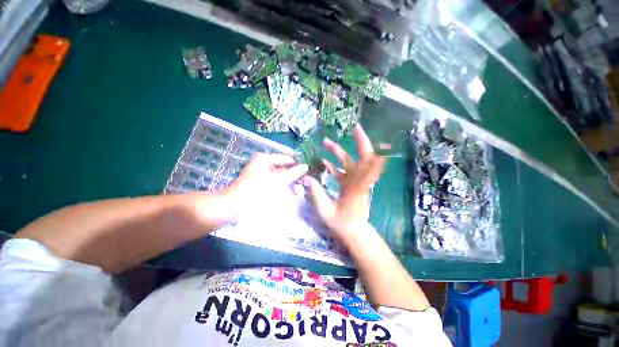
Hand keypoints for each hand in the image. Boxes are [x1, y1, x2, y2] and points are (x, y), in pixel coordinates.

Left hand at [224, 153, 307, 219]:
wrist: (234, 205)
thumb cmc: (257, 191)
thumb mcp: (278, 181)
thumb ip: (293, 173)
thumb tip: (306, 166)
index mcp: (264, 158)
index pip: (286, 158)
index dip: (297, 163)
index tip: (308, 171)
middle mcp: (261, 162)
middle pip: (282, 165)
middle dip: (292, 172)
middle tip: (304, 179)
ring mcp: (259, 171)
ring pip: (278, 172)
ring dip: (287, 178)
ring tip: (298, 184)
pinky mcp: (257, 180)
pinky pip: (273, 178)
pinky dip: (280, 182)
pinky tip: (287, 188)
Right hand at [304, 124, 385, 238]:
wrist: (354, 233)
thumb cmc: (341, 223)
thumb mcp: (326, 210)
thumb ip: (316, 194)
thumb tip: (306, 178)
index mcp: (355, 186)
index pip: (366, 164)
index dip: (366, 147)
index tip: (360, 132)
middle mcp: (358, 181)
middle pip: (364, 159)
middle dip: (361, 142)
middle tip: (354, 128)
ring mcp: (355, 183)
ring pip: (351, 163)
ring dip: (340, 152)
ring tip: (326, 143)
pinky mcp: (351, 186)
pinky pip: (344, 172)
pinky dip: (336, 165)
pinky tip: (325, 162)